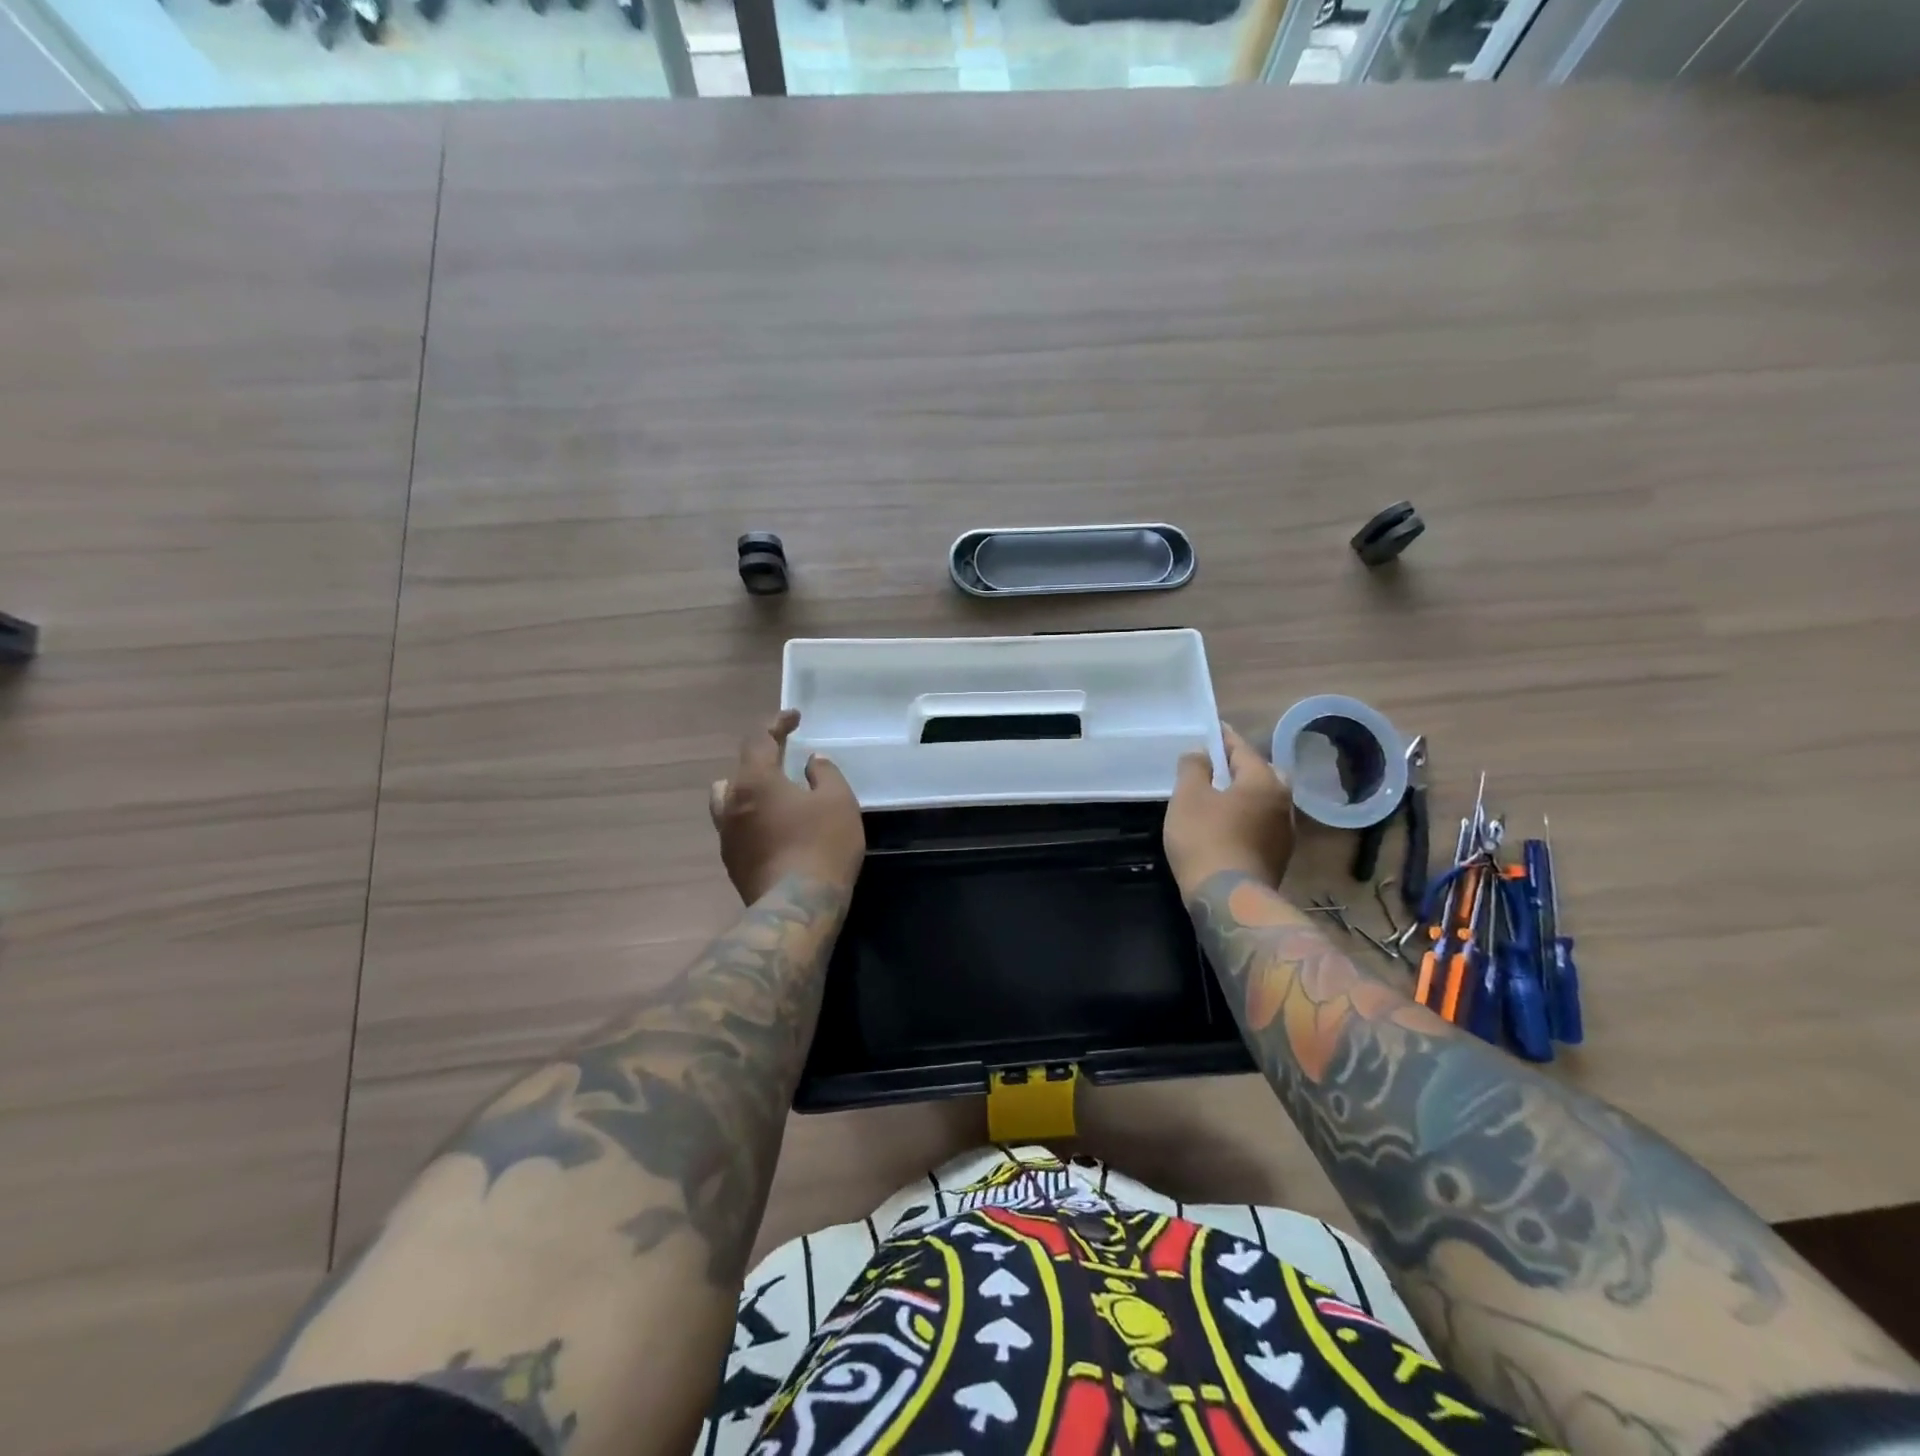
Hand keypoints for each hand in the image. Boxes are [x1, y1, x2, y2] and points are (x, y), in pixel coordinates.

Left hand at [710, 710, 865, 904]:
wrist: (797, 908)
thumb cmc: (822, 845)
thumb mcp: (838, 801)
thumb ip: (824, 774)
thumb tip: (811, 761)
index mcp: (754, 781)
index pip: (758, 739)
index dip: (776, 723)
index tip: (794, 718)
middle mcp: (731, 804)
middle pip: (736, 771)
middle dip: (759, 760)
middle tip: (784, 761)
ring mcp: (727, 837)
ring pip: (728, 802)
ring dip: (748, 792)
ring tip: (775, 797)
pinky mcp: (732, 864)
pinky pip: (738, 829)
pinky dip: (754, 820)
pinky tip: (777, 830)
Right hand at [1163, 723, 1294, 897]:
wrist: (1229, 899)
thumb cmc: (1205, 839)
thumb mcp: (1188, 797)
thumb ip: (1193, 767)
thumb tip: (1200, 751)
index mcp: (1263, 781)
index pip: (1242, 749)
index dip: (1224, 738)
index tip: (1212, 729)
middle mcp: (1283, 801)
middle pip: (1264, 773)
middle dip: (1244, 766)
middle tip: (1220, 765)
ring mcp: (1286, 831)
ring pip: (1267, 799)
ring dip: (1248, 793)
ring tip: (1223, 795)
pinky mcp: (1280, 855)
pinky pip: (1264, 822)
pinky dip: (1250, 815)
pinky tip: (1231, 823)